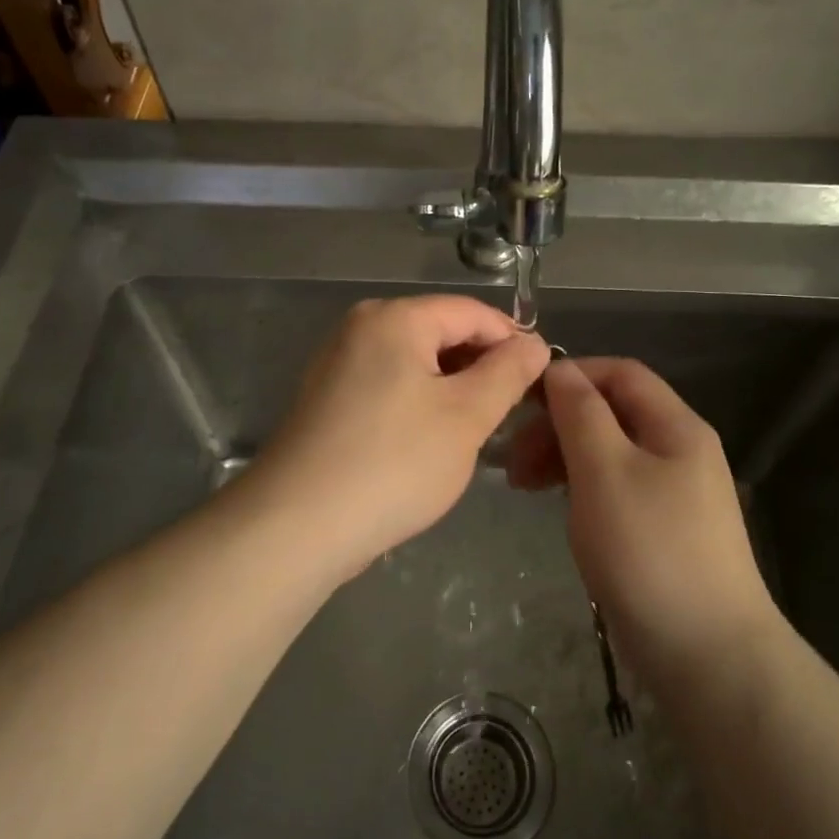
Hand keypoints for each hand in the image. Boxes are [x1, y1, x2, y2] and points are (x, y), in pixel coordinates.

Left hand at [245, 295, 550, 576]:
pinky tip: (431, 442)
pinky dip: (419, 404)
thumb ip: (508, 372)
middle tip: (511, 412)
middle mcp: (360, 328)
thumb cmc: (394, 463)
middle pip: (440, 332)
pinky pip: (389, 386)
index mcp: (394, 318)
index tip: (541, 380)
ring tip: (477, 430)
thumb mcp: (466, 416)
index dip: (512, 341)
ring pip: (415, 363)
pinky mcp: (327, 400)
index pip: (472, 312)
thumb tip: (534, 343)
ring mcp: (337, 364)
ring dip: (452, 389)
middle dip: (481, 367)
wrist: (298, 526)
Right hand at [508, 357, 775, 678]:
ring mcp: (674, 492)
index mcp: (676, 426)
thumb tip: (560, 369)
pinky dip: (581, 487)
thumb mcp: (605, 471)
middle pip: (612, 413)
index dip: (570, 377)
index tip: (521, 403)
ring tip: (524, 486)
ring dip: (564, 457)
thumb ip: (580, 414)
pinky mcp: (663, 529)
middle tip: (514, 461)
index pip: (620, 374)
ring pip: (610, 452)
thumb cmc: (649, 550)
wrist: (707, 652)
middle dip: (558, 424)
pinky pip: (615, 488)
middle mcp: (680, 450)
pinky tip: (559, 507)